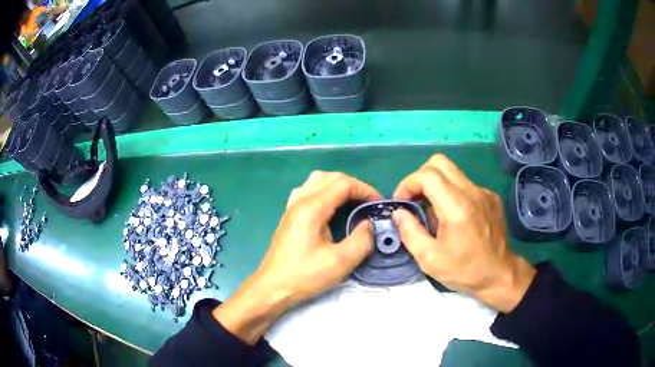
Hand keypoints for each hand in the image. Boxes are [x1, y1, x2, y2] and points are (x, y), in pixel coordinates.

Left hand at [214, 171, 381, 342]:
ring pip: (317, 181)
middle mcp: (300, 200)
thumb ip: (361, 240)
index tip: (378, 204)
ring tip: (352, 202)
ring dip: (338, 186)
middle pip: (330, 177)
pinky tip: (329, 208)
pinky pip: (308, 191)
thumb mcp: (340, 262)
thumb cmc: (305, 275)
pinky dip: (324, 192)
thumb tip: (369, 225)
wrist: (272, 287)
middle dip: (354, 186)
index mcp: (312, 207)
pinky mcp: (289, 216)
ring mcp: (292, 206)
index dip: (365, 190)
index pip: (343, 184)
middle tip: (368, 203)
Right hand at [392, 154, 534, 312]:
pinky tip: (454, 217)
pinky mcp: (491, 197)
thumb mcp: (430, 259)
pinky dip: (452, 193)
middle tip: (415, 200)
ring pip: (453, 172)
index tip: (402, 203)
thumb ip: (410, 232)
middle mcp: (472, 192)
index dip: (408, 184)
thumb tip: (399, 213)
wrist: (500, 275)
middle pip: (439, 162)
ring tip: (433, 211)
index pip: (427, 175)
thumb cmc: (465, 270)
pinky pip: (465, 184)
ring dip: (436, 185)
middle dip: (420, 177)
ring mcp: (484, 192)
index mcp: (457, 207)